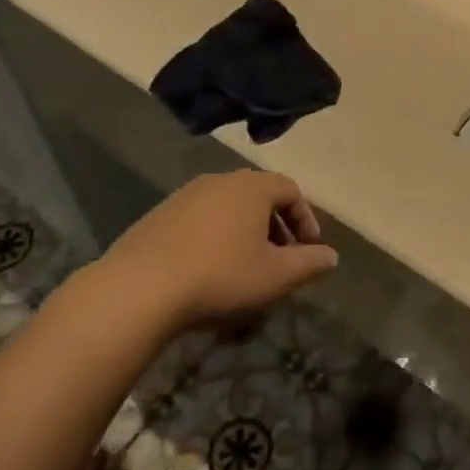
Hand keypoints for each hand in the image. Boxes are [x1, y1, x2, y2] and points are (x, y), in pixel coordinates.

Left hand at [100, 171, 335, 331]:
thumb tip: (331, 256)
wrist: (138, 289)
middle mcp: (220, 180)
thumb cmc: (220, 276)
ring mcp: (184, 195)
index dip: (305, 219)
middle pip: (258, 195)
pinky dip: (213, 237)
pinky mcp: (157, 216)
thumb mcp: (276, 276)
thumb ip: (309, 264)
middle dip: (275, 225)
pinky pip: (199, 220)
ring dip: (244, 231)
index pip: (291, 190)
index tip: (309, 249)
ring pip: (227, 207)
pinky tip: (207, 270)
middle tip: (280, 258)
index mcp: (252, 187)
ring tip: (245, 266)